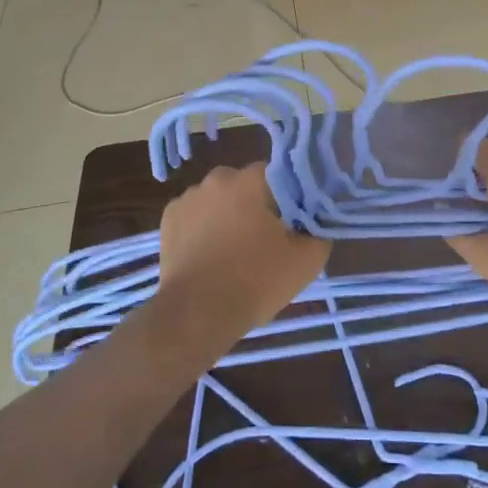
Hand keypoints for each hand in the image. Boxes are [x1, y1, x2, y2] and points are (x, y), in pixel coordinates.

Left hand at [152, 163, 328, 358]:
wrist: (197, 314)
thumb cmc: (256, 281)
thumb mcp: (307, 260)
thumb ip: (319, 228)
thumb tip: (317, 216)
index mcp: (253, 179)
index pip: (282, 174)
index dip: (291, 196)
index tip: (294, 221)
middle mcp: (219, 177)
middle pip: (248, 185)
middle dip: (258, 204)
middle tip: (266, 238)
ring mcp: (189, 196)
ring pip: (220, 199)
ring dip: (228, 214)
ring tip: (234, 250)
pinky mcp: (168, 217)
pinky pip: (196, 215)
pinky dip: (203, 227)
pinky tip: (210, 254)